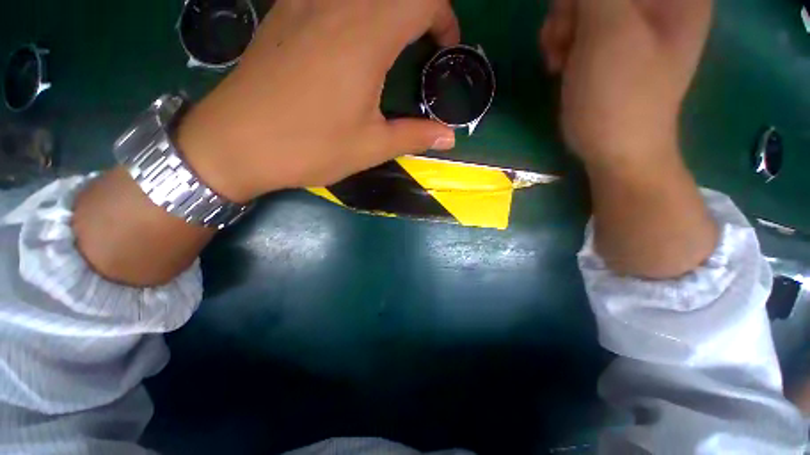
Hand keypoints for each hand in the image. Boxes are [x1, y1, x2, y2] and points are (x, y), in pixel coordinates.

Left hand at [179, 0, 460, 202]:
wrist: (236, 143)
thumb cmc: (310, 147)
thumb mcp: (371, 147)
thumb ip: (415, 136)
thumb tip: (449, 137)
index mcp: (366, 36)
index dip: (444, 18)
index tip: (444, 49)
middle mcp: (337, 4)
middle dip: (420, 10)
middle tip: (422, 45)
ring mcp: (304, 2)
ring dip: (387, 9)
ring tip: (392, 42)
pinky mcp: (283, 11)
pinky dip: (355, 8)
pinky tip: (350, 35)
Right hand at [540, 0, 712, 167]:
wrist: (614, 147)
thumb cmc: (619, 94)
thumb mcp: (608, 32)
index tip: (577, 13)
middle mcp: (658, 1)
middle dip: (572, 5)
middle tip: (565, 35)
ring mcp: (633, 22)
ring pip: (585, 2)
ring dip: (563, 24)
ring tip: (560, 56)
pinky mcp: (611, 43)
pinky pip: (580, 23)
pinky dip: (563, 39)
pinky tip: (560, 63)